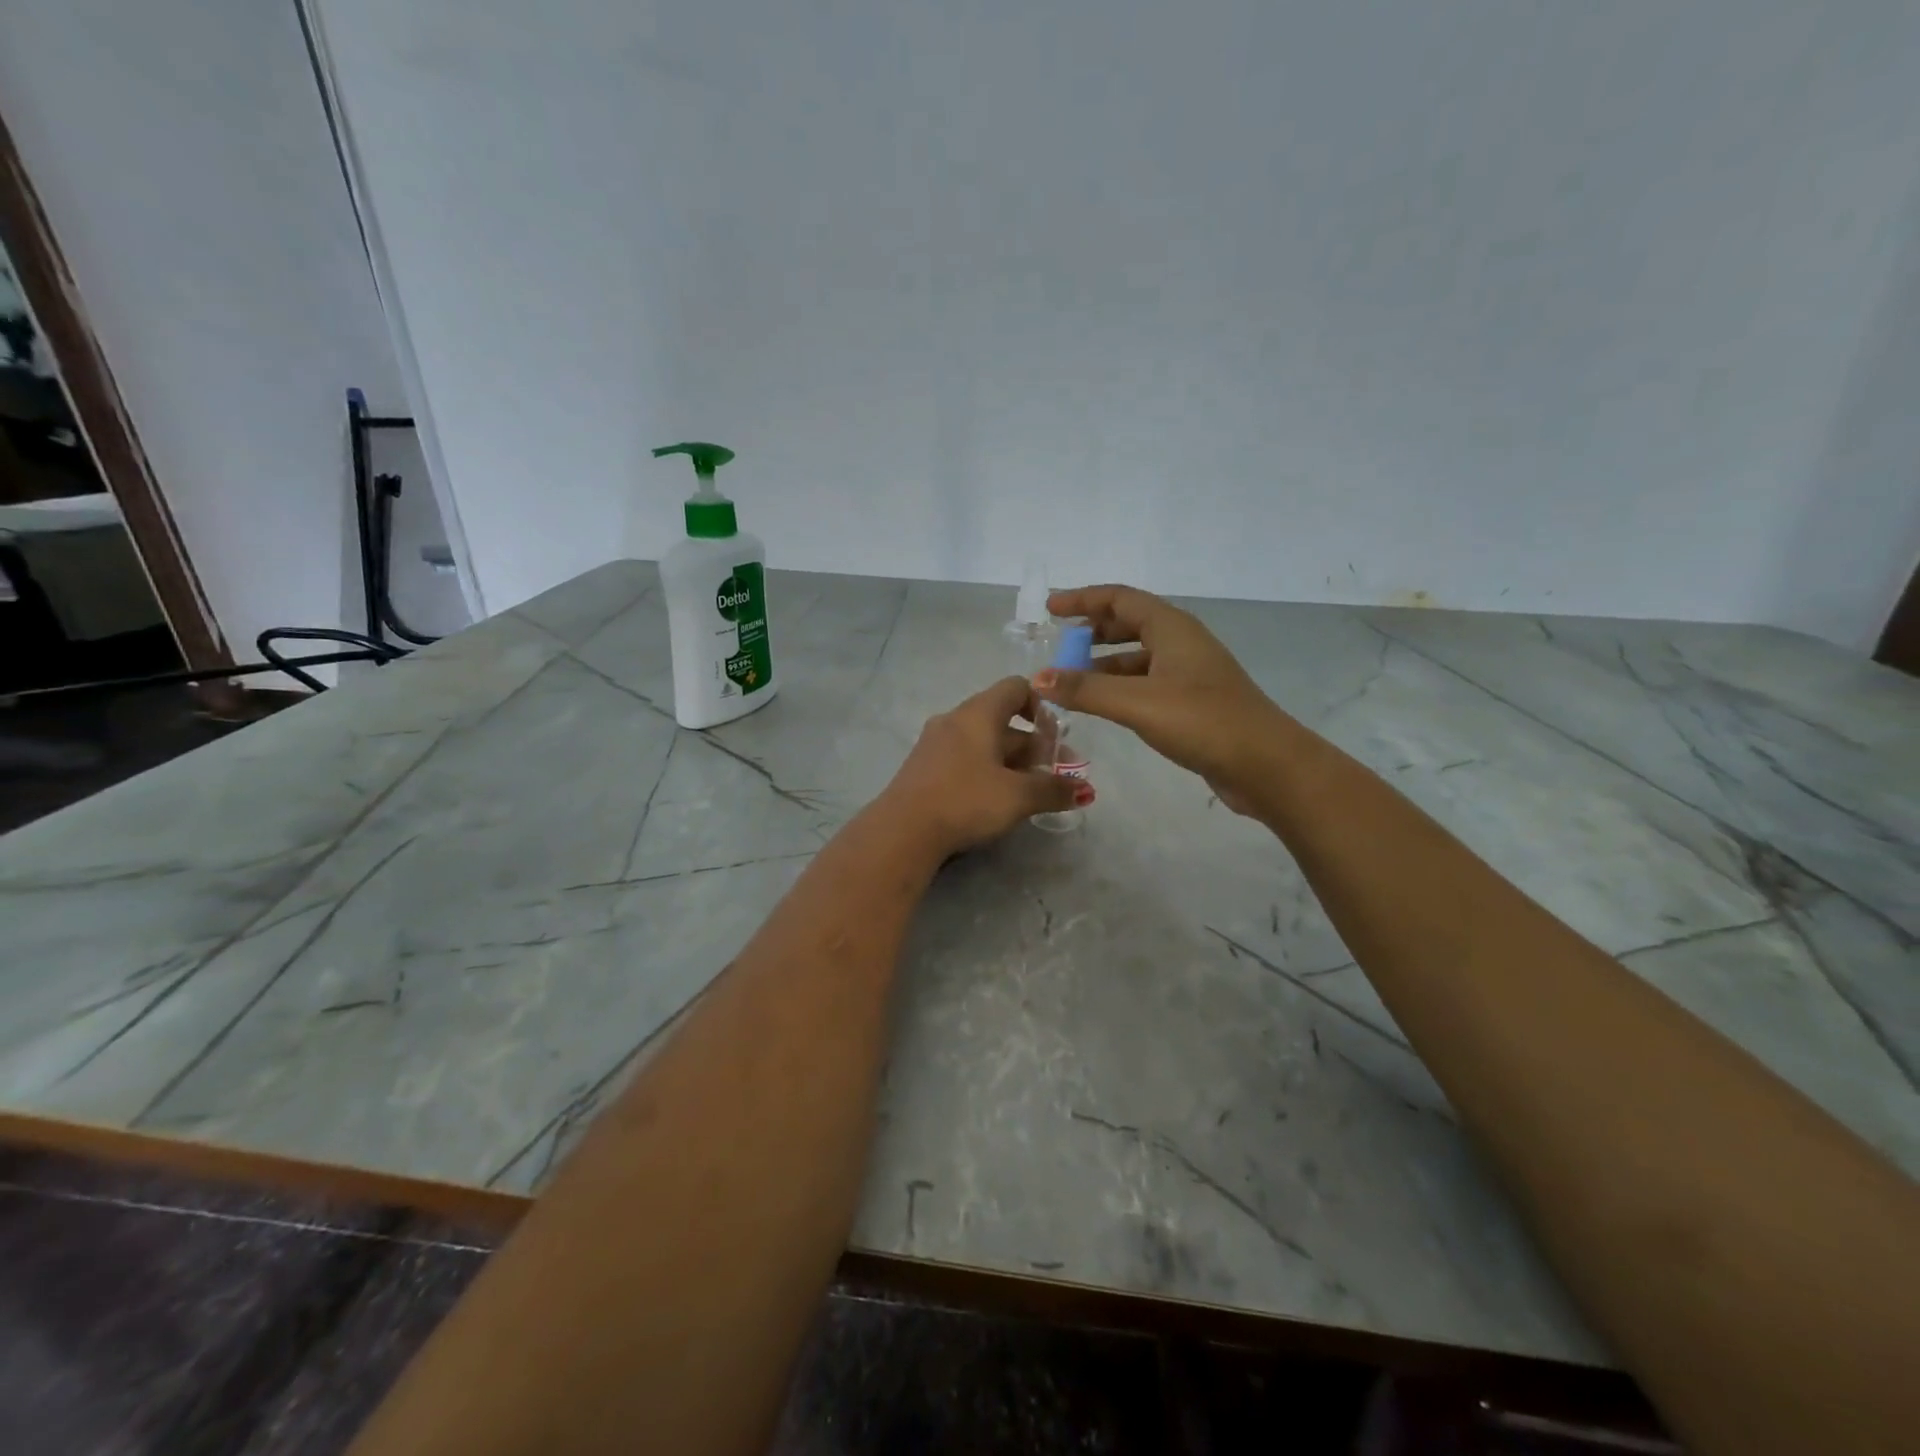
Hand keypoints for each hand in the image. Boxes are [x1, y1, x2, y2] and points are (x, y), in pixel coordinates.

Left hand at [876, 676, 1084, 856]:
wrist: (902, 831)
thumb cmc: (966, 800)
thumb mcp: (1018, 796)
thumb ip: (1054, 790)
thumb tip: (1086, 790)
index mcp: (978, 713)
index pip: (1016, 687)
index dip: (1042, 705)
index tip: (1057, 736)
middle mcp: (955, 719)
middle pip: (1003, 719)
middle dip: (1034, 745)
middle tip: (1058, 773)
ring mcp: (936, 743)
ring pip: (984, 742)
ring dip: (1013, 761)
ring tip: (1033, 791)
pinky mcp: (925, 767)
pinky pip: (965, 758)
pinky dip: (988, 770)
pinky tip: (998, 799)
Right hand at [1036, 584, 1282, 813]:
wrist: (1266, 765)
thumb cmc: (1203, 721)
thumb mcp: (1138, 702)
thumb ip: (1086, 690)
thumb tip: (1038, 678)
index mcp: (1172, 628)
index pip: (1120, 599)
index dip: (1083, 599)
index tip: (1050, 609)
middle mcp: (1181, 643)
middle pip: (1130, 623)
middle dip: (1092, 631)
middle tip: (1059, 645)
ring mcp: (1189, 674)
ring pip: (1137, 656)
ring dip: (1103, 663)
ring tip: (1070, 680)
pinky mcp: (1193, 703)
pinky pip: (1146, 682)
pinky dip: (1119, 687)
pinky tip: (1103, 706)